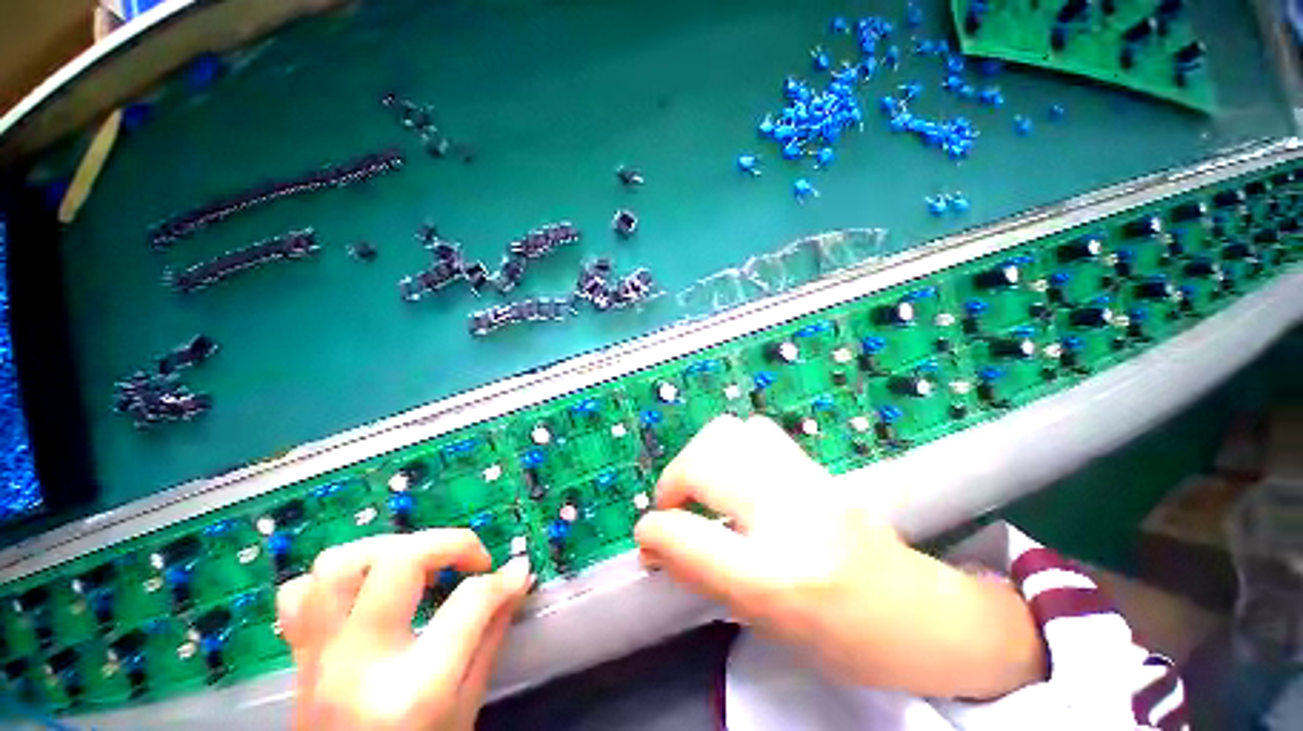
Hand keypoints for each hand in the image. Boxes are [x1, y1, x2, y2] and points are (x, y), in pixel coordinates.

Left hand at [277, 530, 531, 729]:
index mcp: (415, 690)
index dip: (503, 579)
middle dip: (449, 543)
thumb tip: (518, 577)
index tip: (516, 572)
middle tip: (472, 560)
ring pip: (340, 564)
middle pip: (398, 562)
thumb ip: (491, 637)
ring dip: (391, 549)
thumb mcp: (467, 709)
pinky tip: (366, 590)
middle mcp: (360, 664)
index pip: (468, 604)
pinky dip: (335, 579)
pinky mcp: (299, 654)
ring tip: (421, 566)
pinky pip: (299, 594)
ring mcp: (319, 657)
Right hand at [634, 415, 1044, 699]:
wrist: (926, 615)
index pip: (688, 537)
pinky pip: (754, 433)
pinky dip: (729, 446)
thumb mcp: (768, 624)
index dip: (654, 534)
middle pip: (703, 462)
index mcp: (777, 575)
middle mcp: (790, 511)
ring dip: (700, 457)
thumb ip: (706, 577)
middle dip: (672, 482)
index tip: (646, 541)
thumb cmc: (851, 639)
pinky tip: (734, 475)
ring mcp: (805, 477)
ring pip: (727, 433)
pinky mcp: (813, 464)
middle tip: (673, 509)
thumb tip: (661, 546)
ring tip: (701, 487)